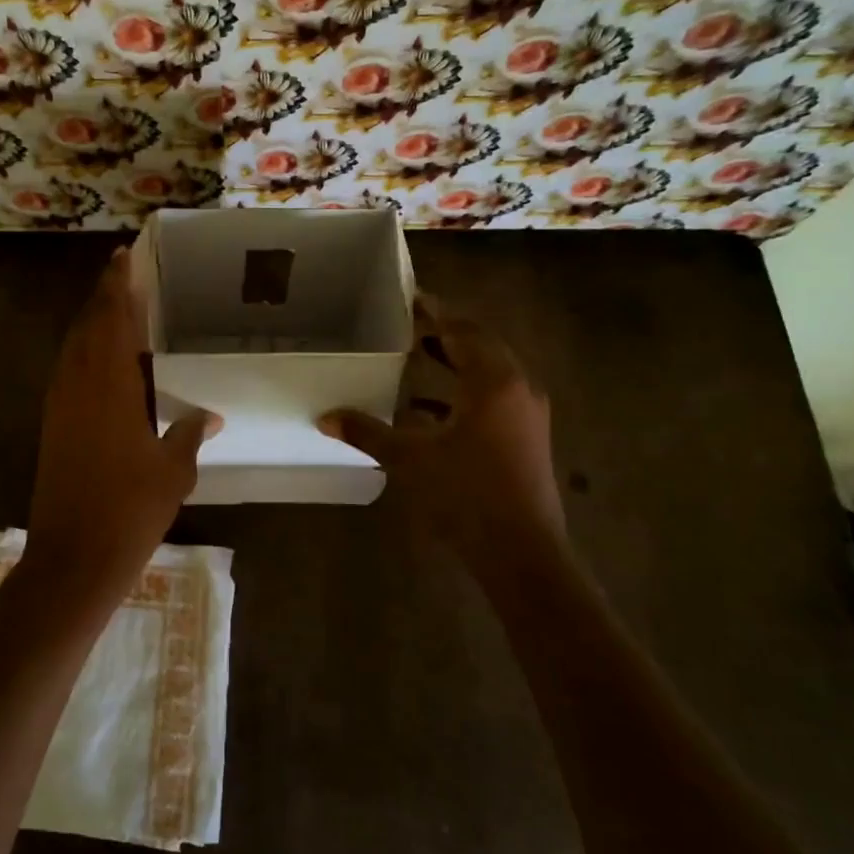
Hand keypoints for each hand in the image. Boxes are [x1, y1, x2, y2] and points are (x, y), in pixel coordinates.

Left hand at [24, 247, 218, 609]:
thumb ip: (190, 433)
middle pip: (88, 325)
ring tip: (116, 307)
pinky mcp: (53, 424)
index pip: (114, 320)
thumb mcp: (173, 471)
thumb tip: (211, 415)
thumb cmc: (130, 510)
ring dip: (93, 322)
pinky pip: (69, 371)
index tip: (124, 257)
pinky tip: (102, 361)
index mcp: (109, 385)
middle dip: (105, 296)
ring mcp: (60, 404)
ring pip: (74, 347)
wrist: (73, 558)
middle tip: (123, 272)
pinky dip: (85, 353)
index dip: (119, 286)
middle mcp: (79, 384)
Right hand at [319, 299, 565, 565]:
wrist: (522, 553)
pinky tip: (433, 409)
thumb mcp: (410, 459)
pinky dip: (467, 392)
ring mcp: (528, 415)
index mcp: (493, 381)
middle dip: (448, 334)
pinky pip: (496, 398)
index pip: (463, 330)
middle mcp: (517, 388)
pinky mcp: (528, 438)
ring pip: (492, 372)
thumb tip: (325, 418)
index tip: (412, 300)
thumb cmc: (466, 495)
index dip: (436, 314)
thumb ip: (367, 432)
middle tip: (412, 326)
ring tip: (422, 356)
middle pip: (482, 345)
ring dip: (459, 362)